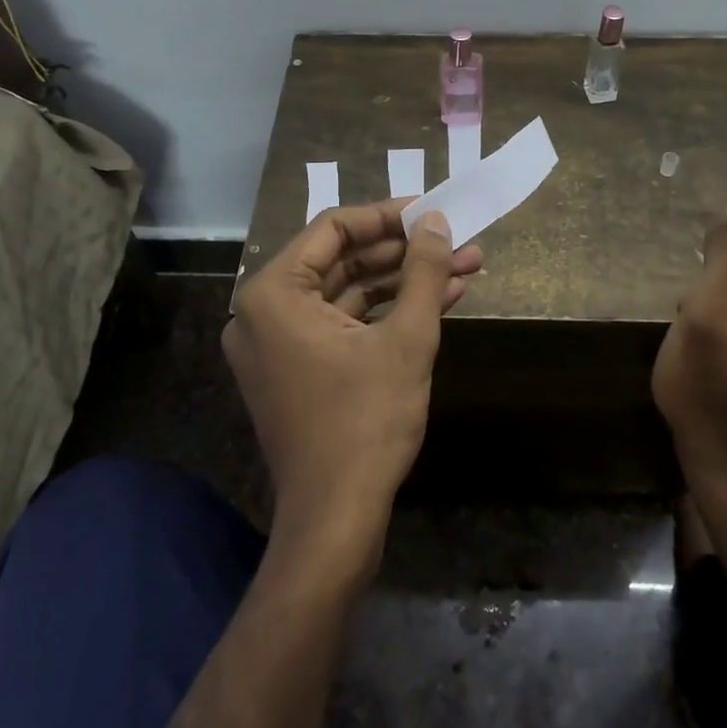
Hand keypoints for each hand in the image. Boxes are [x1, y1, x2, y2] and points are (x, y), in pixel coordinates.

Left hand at [223, 200, 482, 554]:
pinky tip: (438, 302)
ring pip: (348, 295)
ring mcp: (279, 345)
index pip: (332, 230)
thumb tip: (434, 220)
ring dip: (404, 283)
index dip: (385, 216)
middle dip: (404, 253)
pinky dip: (386, 315)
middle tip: (456, 241)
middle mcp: (264, 313)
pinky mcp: (298, 371)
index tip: (430, 211)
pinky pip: (343, 326)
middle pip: (341, 261)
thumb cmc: (367, 421)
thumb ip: (422, 271)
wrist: (337, 516)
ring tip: (463, 267)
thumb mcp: (406, 338)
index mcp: (272, 294)